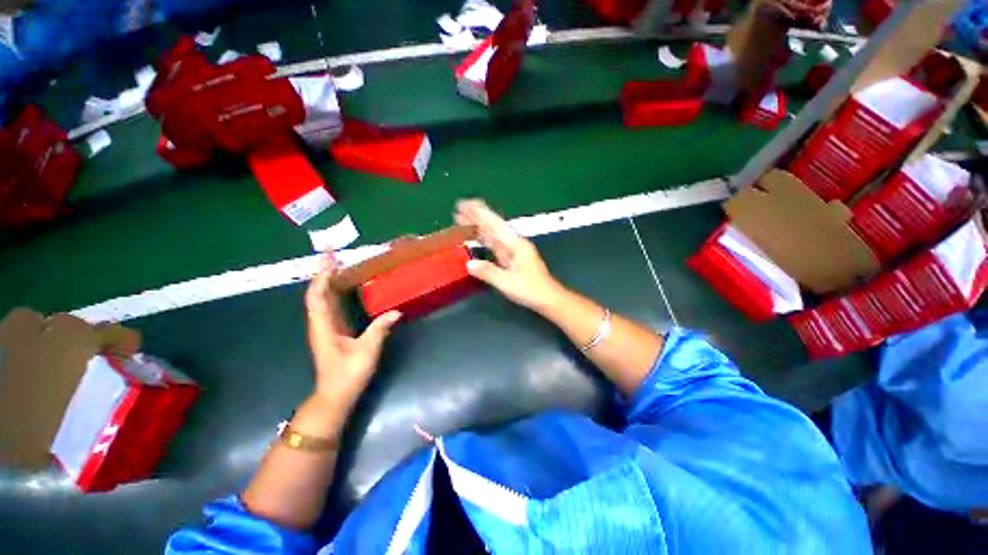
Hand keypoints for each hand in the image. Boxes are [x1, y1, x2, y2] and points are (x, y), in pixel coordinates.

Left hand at [305, 256, 400, 404]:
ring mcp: (326, 327)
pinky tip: (346, 287)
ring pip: (323, 299)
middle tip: (333, 254)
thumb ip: (380, 329)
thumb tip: (396, 311)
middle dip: (323, 272)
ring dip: (329, 280)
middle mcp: (321, 323)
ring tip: (339, 264)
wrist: (335, 395)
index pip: (317, 297)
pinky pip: (331, 306)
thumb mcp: (367, 351)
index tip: (330, 260)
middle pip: (318, 293)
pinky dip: (335, 292)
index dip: (322, 277)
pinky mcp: (333, 331)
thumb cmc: (347, 374)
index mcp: (323, 327)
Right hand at [455, 199, 561, 312]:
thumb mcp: (507, 282)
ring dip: (479, 227)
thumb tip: (469, 264)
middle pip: (493, 227)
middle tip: (460, 208)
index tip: (468, 204)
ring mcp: (513, 252)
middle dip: (477, 217)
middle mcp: (514, 244)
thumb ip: (488, 272)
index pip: (495, 225)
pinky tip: (476, 238)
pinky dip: (484, 240)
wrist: (548, 299)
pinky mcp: (511, 260)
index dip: (481, 214)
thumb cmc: (531, 290)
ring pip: (493, 236)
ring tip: (463, 219)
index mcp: (516, 245)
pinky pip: (494, 246)